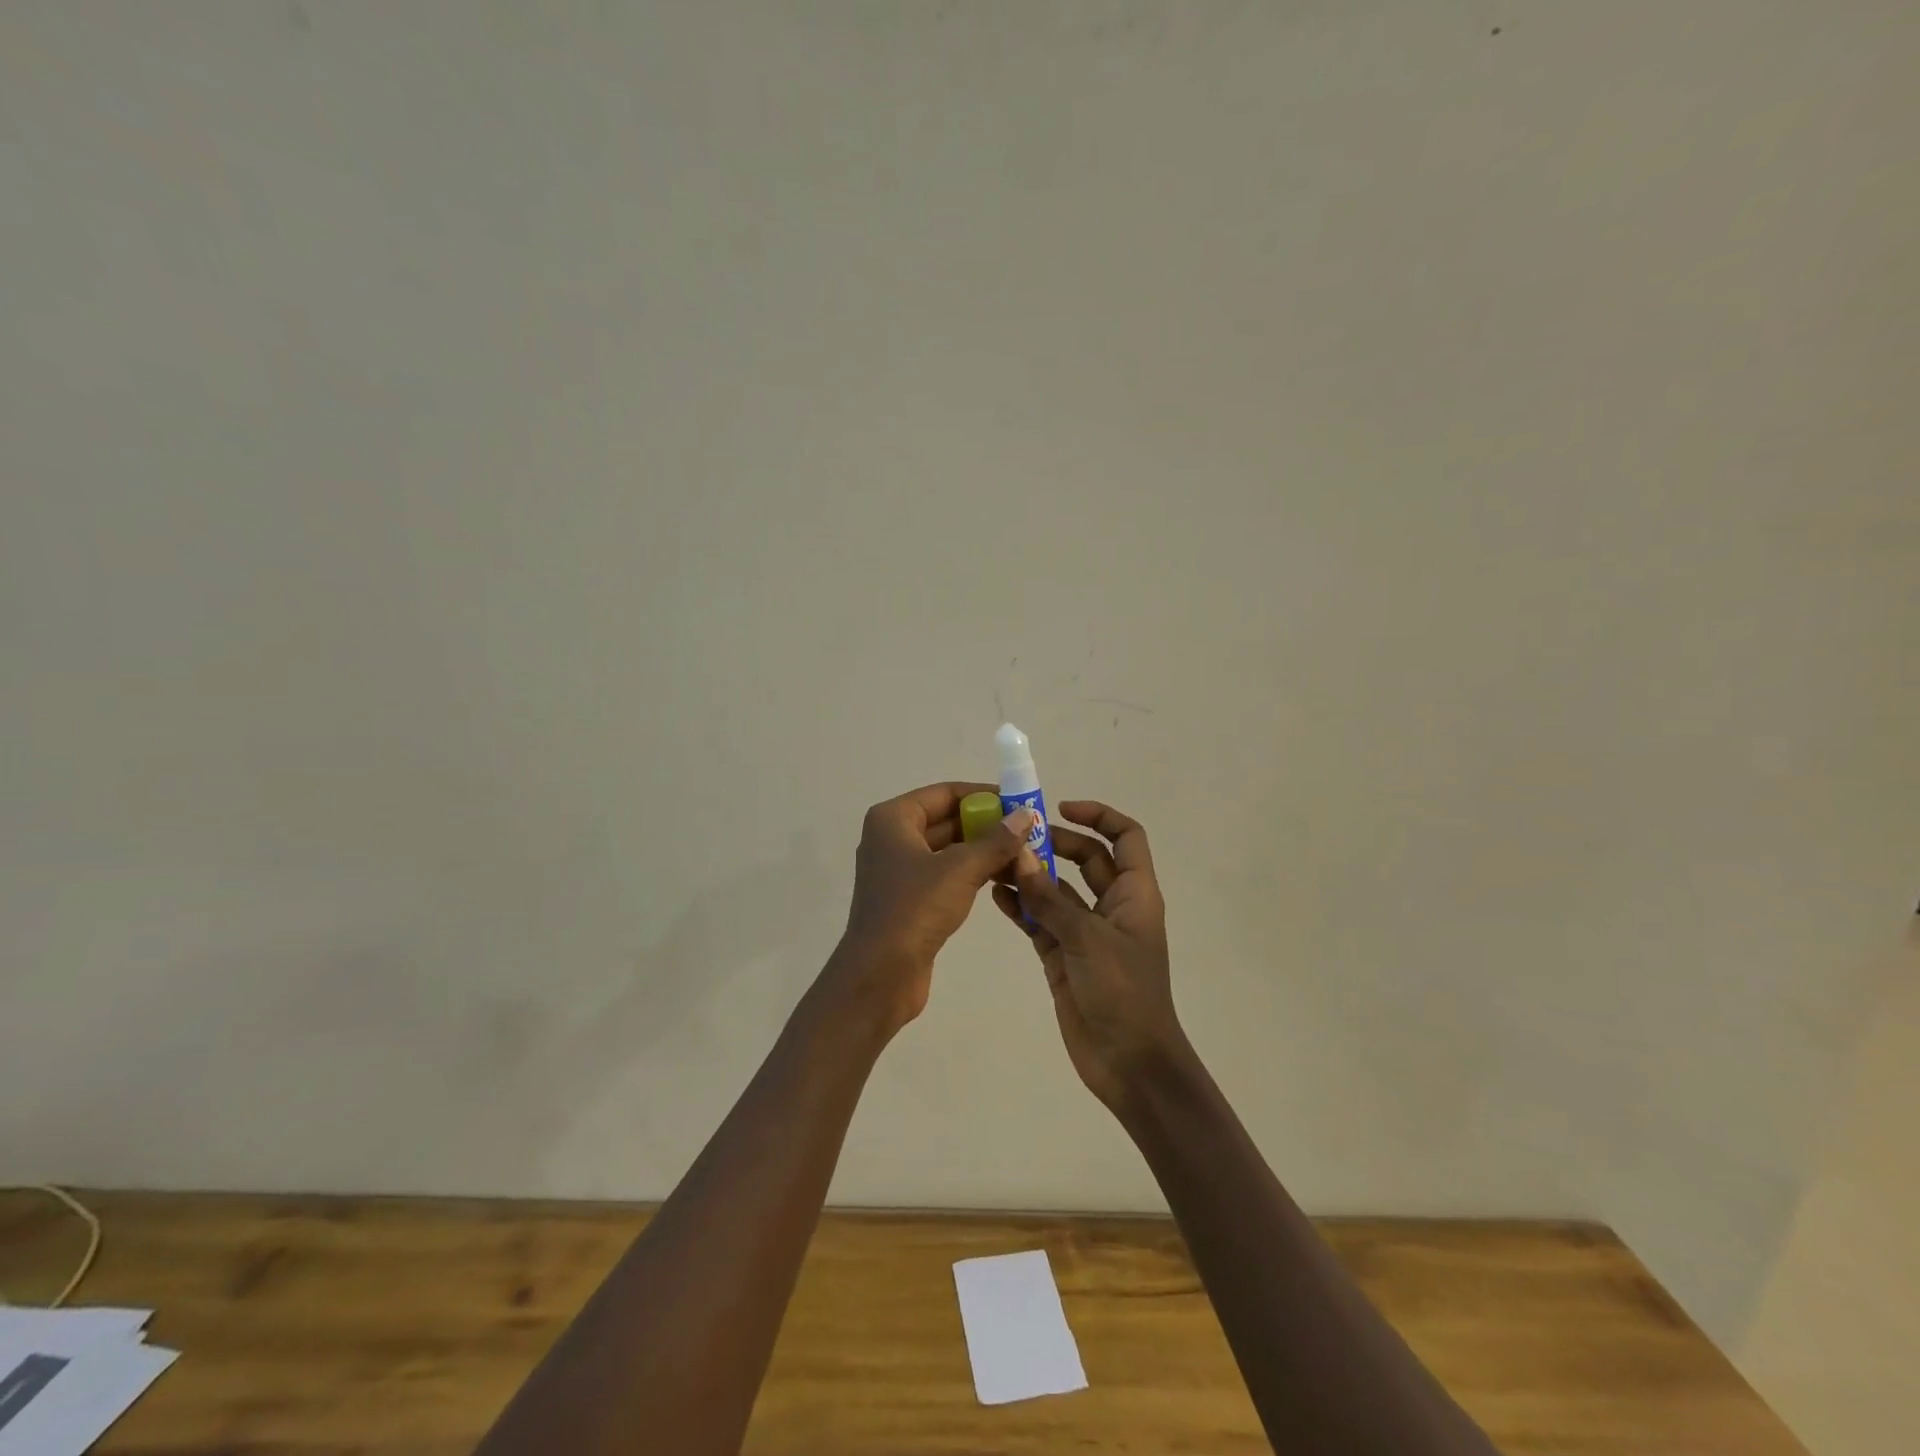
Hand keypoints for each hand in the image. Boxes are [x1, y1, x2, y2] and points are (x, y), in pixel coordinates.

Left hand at [834, 781, 1032, 1033]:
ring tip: (1026, 855)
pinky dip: (972, 873)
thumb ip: (996, 840)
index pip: (946, 793)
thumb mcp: (960, 869)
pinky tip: (1004, 878)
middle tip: (1030, 832)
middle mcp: (892, 838)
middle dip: (988, 825)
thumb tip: (1025, 815)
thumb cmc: (914, 909)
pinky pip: (946, 874)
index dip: (984, 795)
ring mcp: (899, 870)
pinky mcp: (909, 899)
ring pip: (949, 849)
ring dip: (984, 851)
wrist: (879, 975)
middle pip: (948, 819)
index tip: (1020, 804)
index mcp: (893, 819)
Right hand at [992, 801, 1189, 1113]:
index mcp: (1135, 894)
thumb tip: (1020, 858)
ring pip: (1057, 890)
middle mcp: (1112, 906)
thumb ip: (1050, 899)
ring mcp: (1086, 931)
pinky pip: (1040, 921)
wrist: (1129, 1063)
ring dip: (1031, 875)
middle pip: (1086, 858)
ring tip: (994, 862)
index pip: (1126, 837)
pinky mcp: (1063, 955)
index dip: (1099, 814)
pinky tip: (994, 896)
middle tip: (1014, 837)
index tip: (1061, 808)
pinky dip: (1021, 907)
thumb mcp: (1088, 940)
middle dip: (1053, 843)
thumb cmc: (1123, 993)